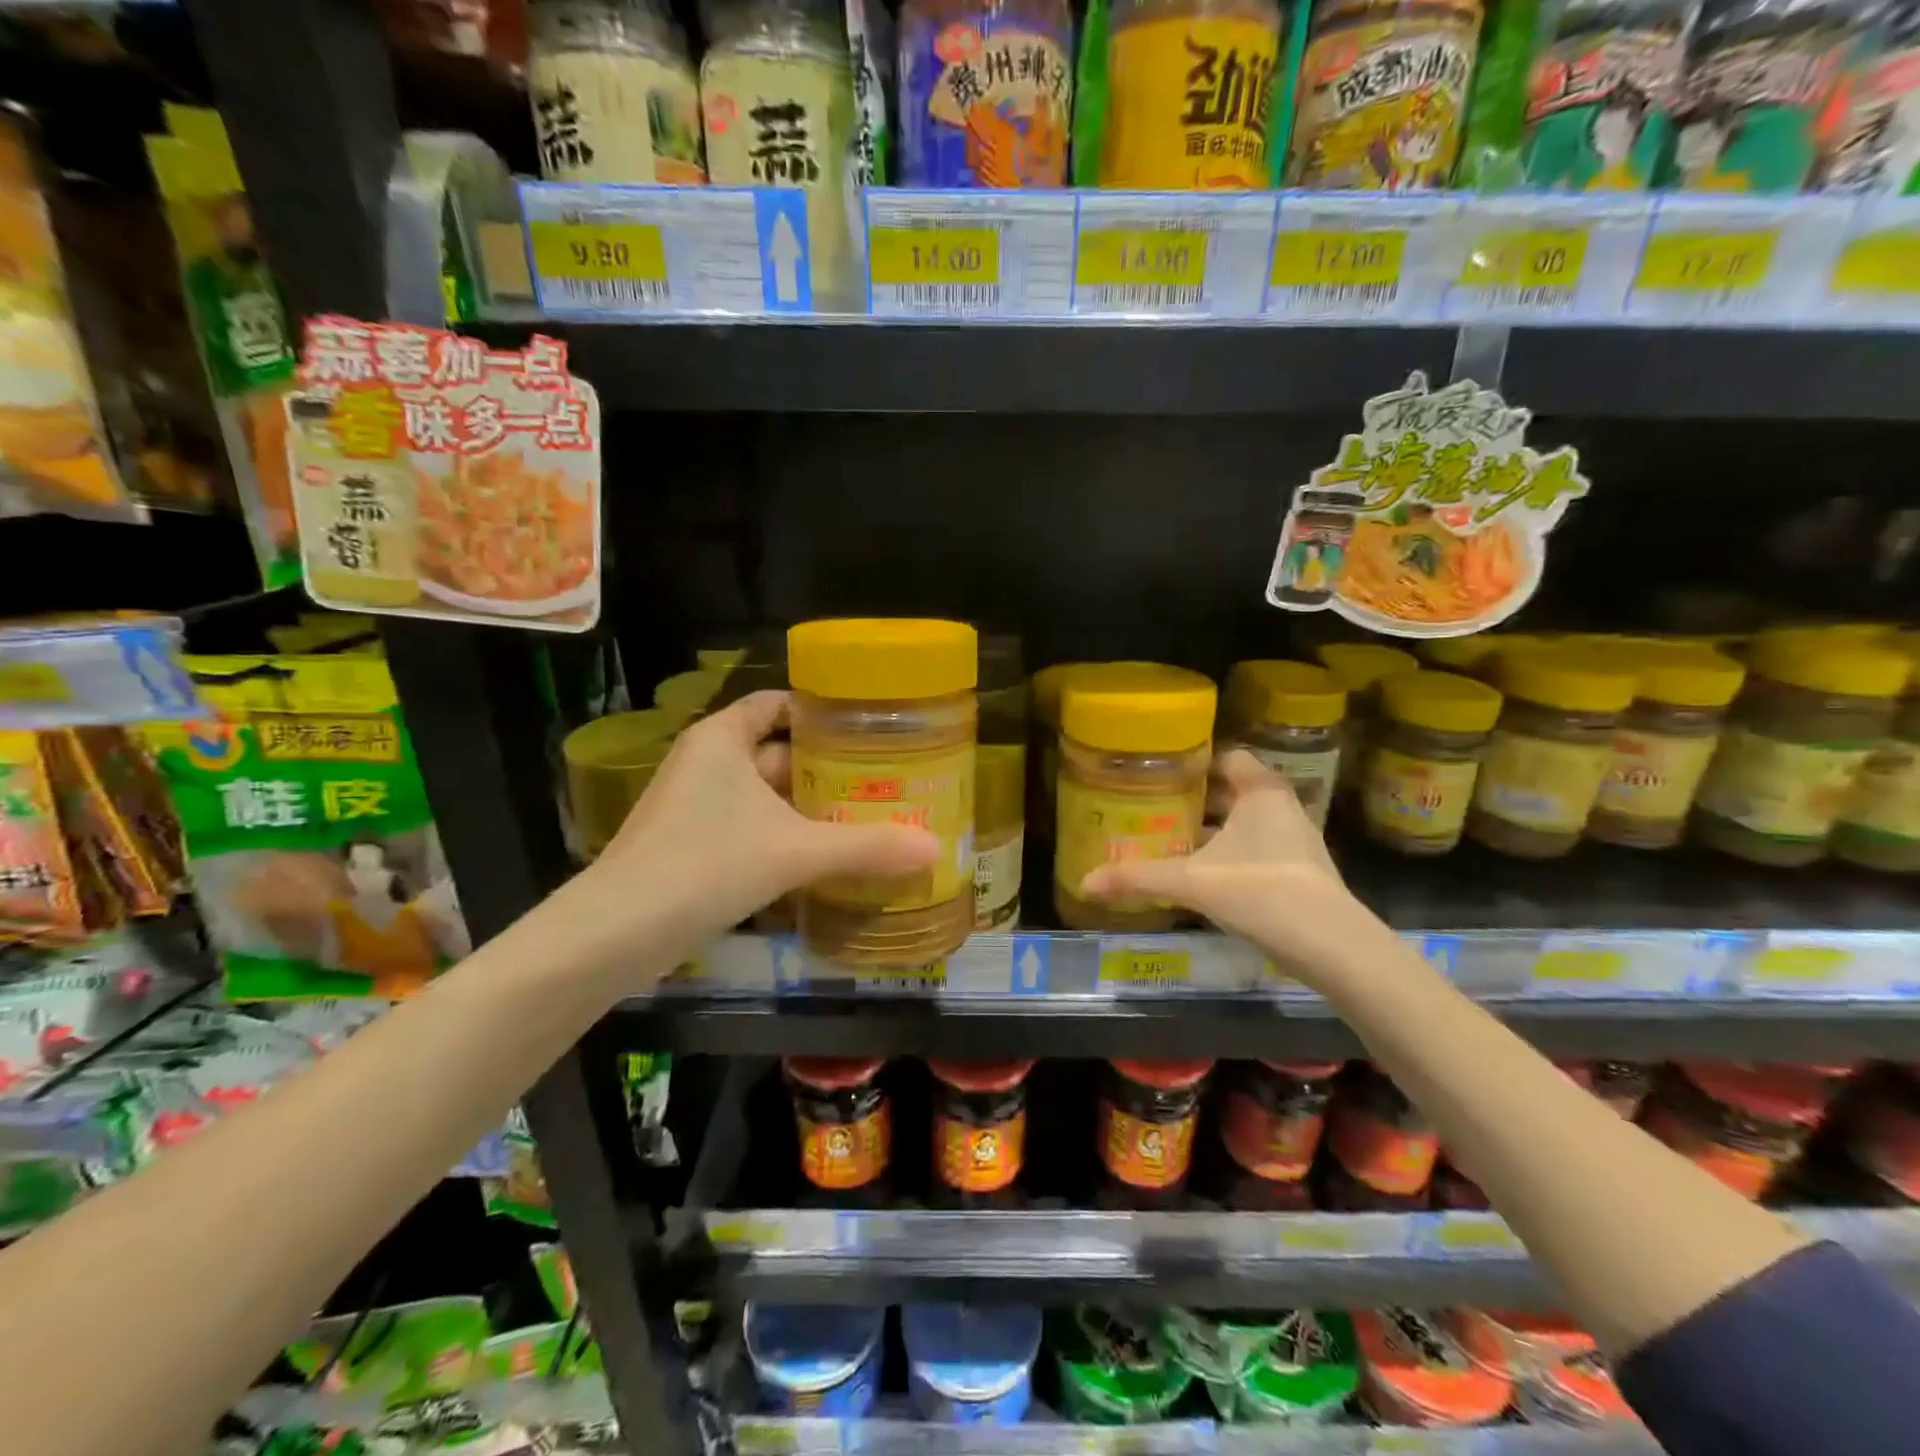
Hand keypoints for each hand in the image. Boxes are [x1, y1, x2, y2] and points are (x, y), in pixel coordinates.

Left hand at [584, 690, 939, 939]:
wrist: (616, 935)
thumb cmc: (706, 865)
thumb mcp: (794, 851)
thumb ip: (866, 848)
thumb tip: (935, 849)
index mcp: (722, 738)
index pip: (776, 703)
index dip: (820, 710)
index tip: (868, 724)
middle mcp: (706, 763)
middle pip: (777, 751)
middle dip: (826, 766)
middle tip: (883, 777)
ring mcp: (695, 807)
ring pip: (765, 795)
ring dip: (808, 806)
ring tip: (866, 815)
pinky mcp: (692, 846)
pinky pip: (750, 827)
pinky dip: (785, 835)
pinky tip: (824, 856)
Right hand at [1078, 749, 1386, 985]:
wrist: (1331, 945)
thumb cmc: (1259, 891)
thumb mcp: (1191, 881)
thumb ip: (1138, 878)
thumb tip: (1085, 881)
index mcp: (1261, 791)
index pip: (1227, 756)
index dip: (1194, 761)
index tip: (1160, 771)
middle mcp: (1283, 807)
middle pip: (1233, 791)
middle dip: (1196, 798)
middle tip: (1155, 805)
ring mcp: (1295, 841)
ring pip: (1245, 823)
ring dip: (1213, 830)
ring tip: (1171, 838)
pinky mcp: (1300, 873)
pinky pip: (1256, 850)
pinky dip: (1229, 854)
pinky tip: (1202, 875)